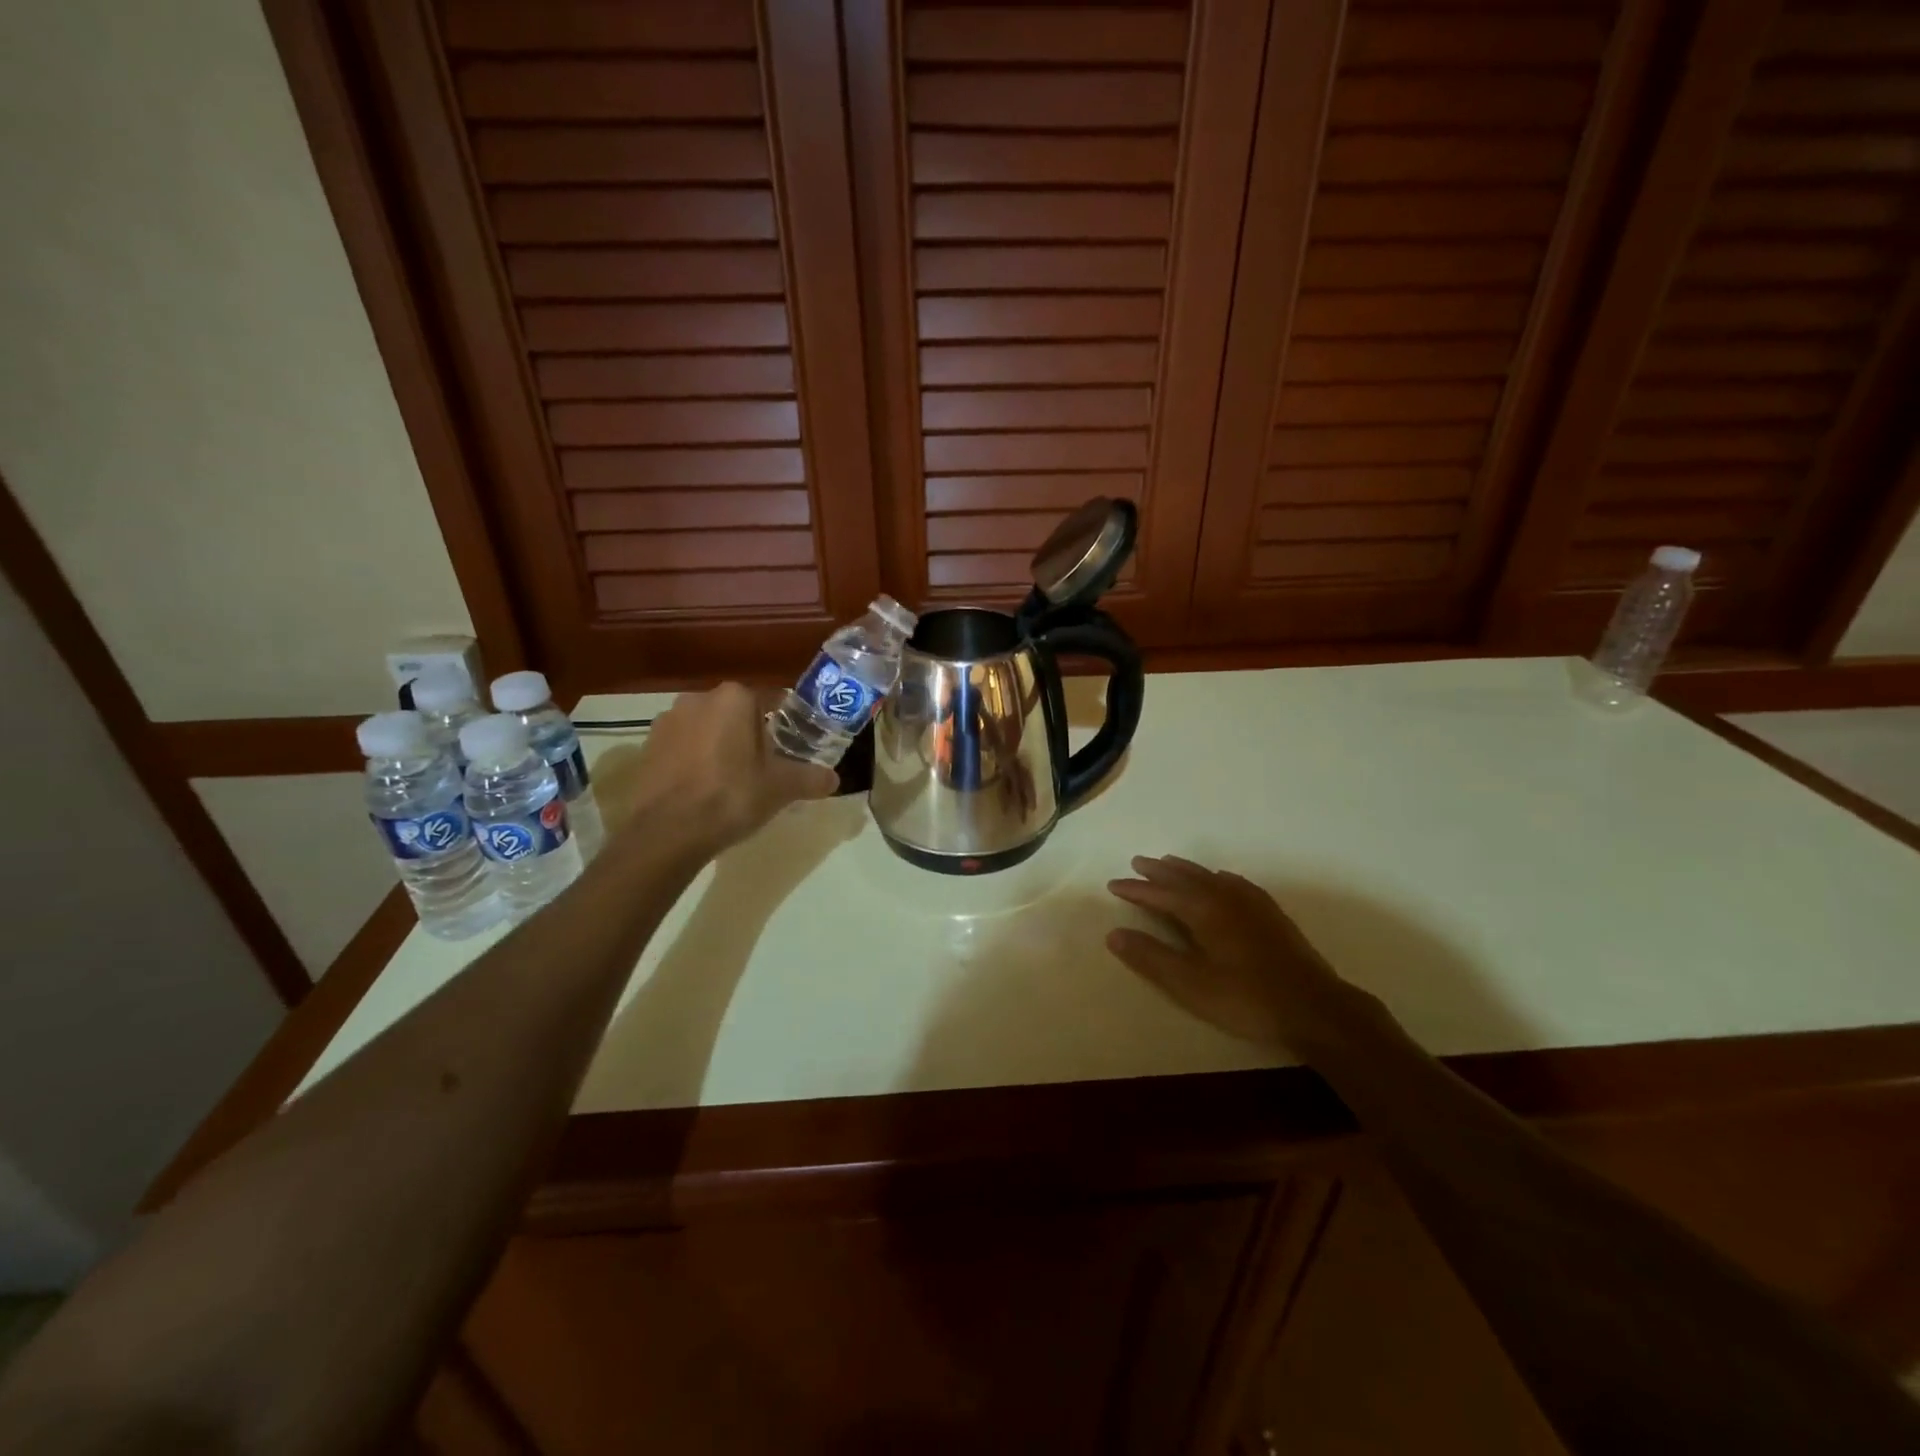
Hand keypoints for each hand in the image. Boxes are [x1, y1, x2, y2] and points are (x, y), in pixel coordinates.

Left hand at [626, 684, 838, 856]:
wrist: (666, 832)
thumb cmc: (731, 796)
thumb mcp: (781, 788)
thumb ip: (810, 778)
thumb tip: (834, 779)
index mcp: (735, 697)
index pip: (772, 699)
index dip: (787, 722)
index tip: (794, 745)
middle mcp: (698, 698)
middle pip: (737, 713)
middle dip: (751, 734)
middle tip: (767, 766)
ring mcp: (667, 722)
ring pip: (707, 729)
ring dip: (720, 746)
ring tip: (733, 780)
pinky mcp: (647, 747)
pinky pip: (683, 748)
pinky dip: (695, 761)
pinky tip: (704, 789)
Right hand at [1106, 856, 1365, 1050]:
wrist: (1315, 1008)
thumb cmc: (1246, 998)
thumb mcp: (1190, 985)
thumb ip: (1151, 958)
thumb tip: (1114, 934)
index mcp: (1203, 910)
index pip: (1161, 893)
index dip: (1135, 889)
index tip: (1113, 884)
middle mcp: (1225, 897)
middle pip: (1185, 877)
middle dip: (1159, 871)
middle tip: (1137, 862)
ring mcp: (1251, 903)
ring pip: (1210, 876)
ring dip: (1186, 869)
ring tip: (1169, 863)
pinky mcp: (1270, 914)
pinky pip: (1234, 882)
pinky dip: (1216, 876)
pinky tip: (1220, 880)